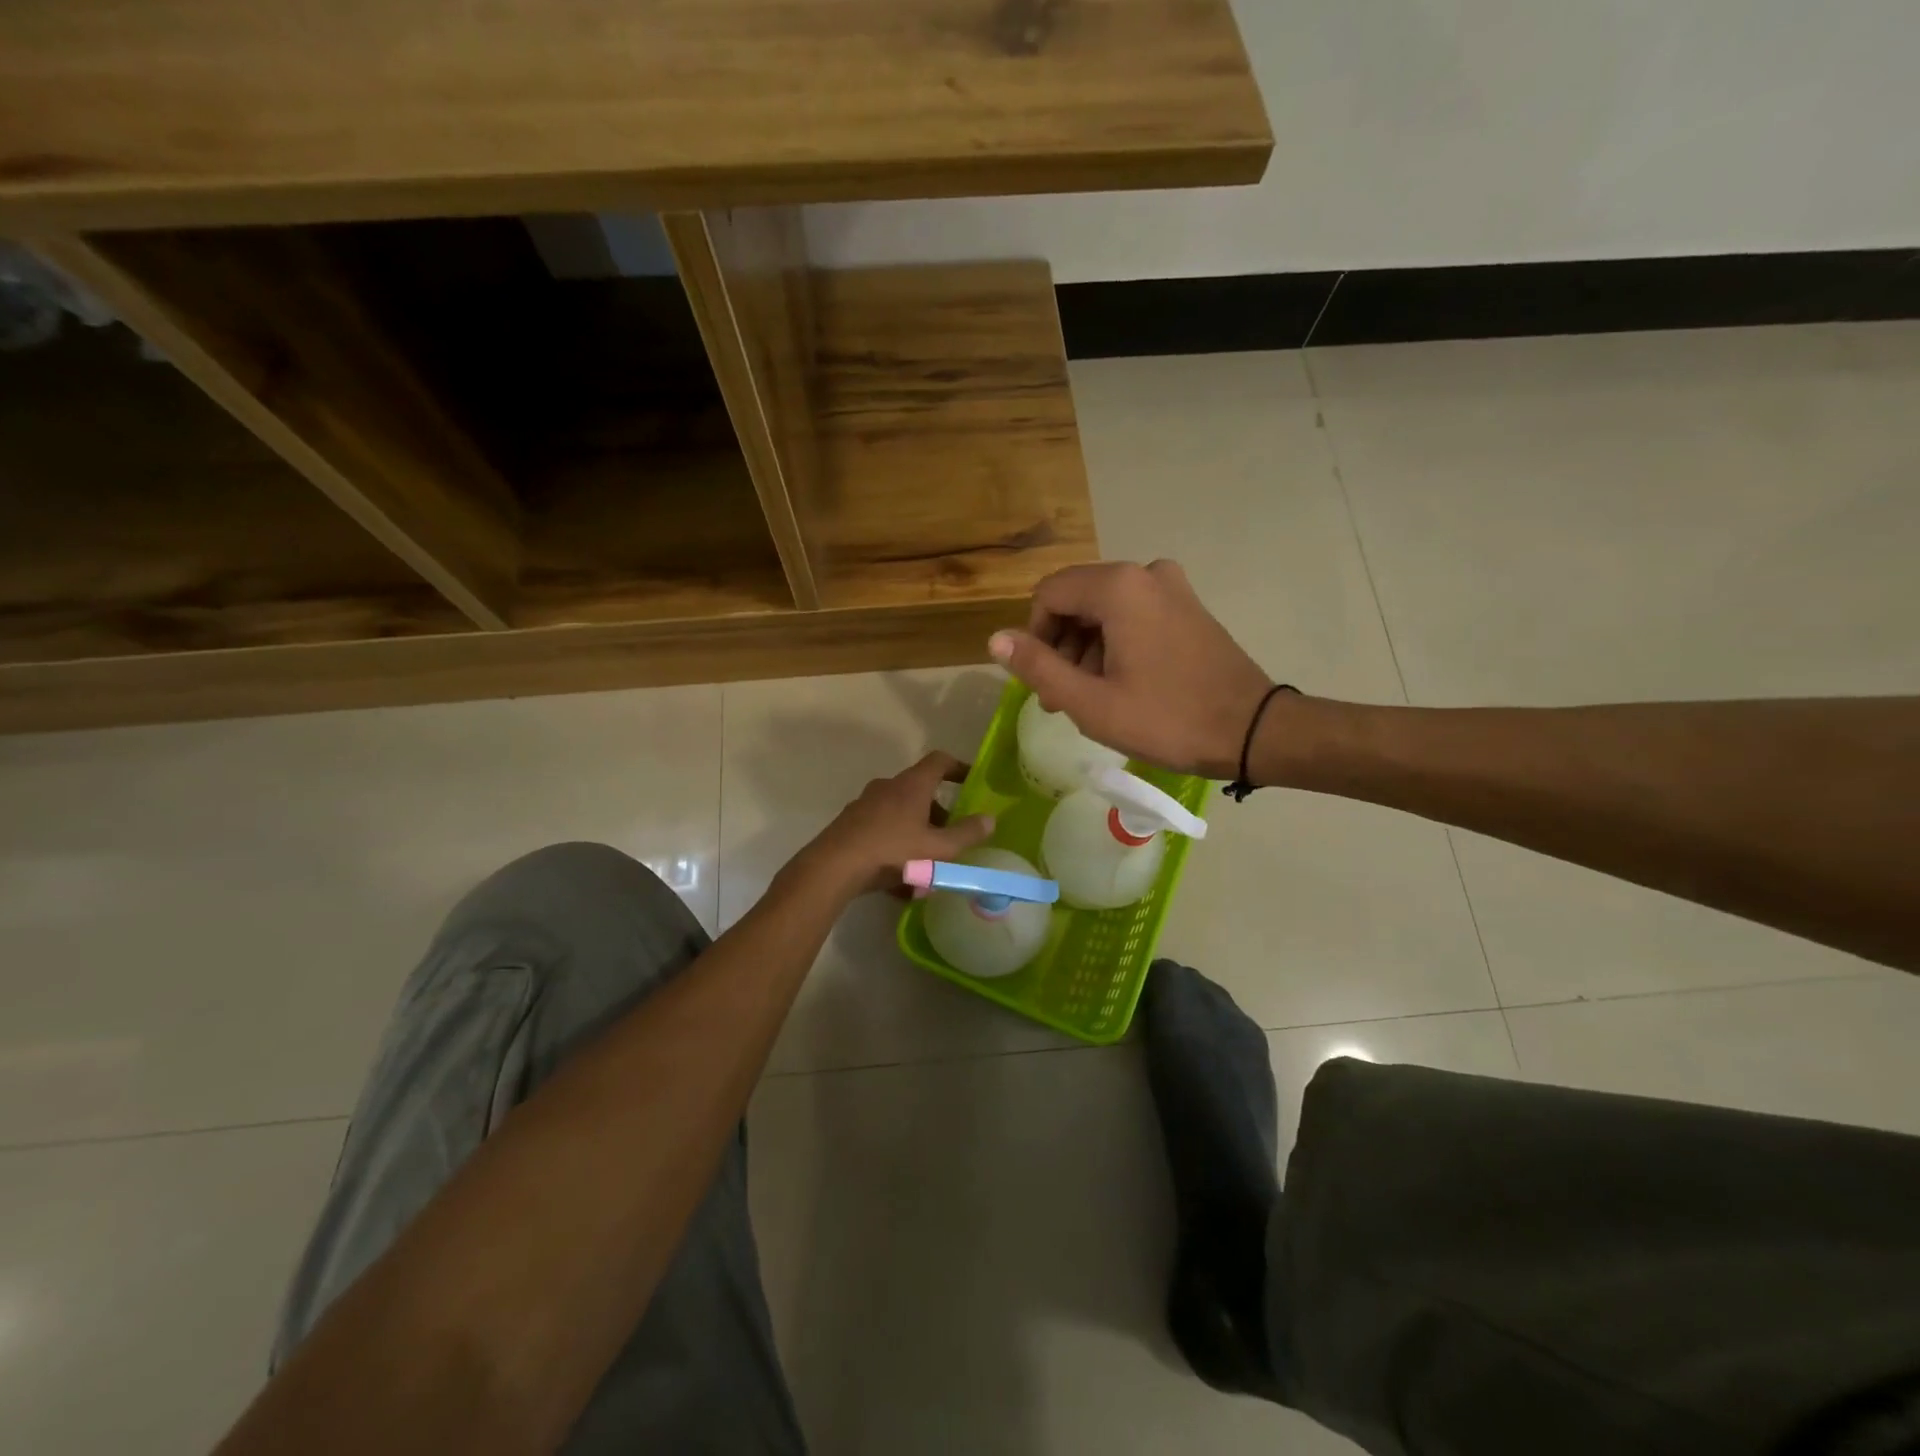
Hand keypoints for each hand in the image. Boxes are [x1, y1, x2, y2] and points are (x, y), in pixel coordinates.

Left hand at [786, 751, 996, 900]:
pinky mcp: (850, 825)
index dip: (958, 767)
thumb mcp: (937, 848)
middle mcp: (888, 787)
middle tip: (950, 839)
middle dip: (938, 815)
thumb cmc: (892, 851)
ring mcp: (865, 805)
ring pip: (900, 816)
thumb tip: (990, 819)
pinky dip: (896, 850)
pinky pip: (882, 833)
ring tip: (927, 871)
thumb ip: (966, 834)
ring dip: (917, 837)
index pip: (939, 761)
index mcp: (911, 785)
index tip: (971, 780)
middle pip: (920, 793)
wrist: (834, 867)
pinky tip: (900, 882)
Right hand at [989, 560, 1274, 779]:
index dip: (1034, 638)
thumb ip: (1038, 667)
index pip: (1048, 595)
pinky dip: (1116, 643)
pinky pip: (1133, 613)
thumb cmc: (1167, 719)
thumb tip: (994, 639)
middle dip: (1061, 646)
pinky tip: (1123, 683)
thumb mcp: (1091, 702)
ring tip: (1093, 698)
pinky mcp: (1188, 605)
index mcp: (1118, 587)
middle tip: (1063, 699)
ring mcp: (1172, 586)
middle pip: (1076, 599)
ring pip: (1104, 609)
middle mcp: (1144, 572)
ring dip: (1087, 649)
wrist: (1253, 731)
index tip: (1044, 683)